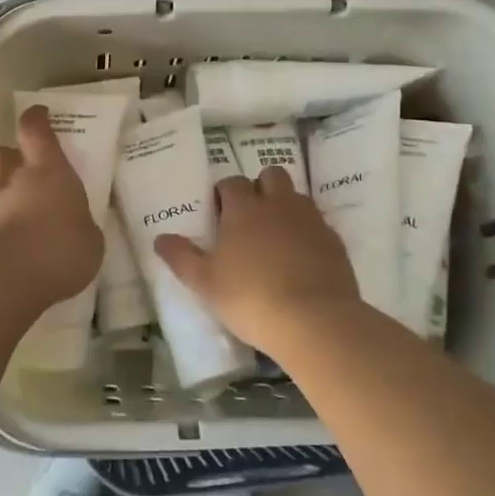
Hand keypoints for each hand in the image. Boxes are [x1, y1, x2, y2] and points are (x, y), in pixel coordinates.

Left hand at [0, 104, 102, 309]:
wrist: (9, 278)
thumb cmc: (61, 246)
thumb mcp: (90, 238)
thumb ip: (82, 226)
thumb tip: (78, 227)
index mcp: (49, 169)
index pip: (35, 130)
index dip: (36, 119)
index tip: (39, 114)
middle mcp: (16, 179)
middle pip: (4, 154)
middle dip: (13, 156)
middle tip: (27, 167)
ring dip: (4, 192)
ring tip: (21, 209)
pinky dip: (0, 225)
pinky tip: (15, 242)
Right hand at [154, 167, 360, 349]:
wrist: (315, 320)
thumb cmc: (250, 297)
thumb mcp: (205, 282)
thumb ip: (181, 257)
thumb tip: (160, 237)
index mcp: (244, 208)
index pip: (231, 182)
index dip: (224, 194)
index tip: (219, 214)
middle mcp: (278, 203)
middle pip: (270, 175)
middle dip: (260, 187)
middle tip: (250, 218)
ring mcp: (310, 219)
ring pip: (296, 196)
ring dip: (285, 206)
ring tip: (276, 237)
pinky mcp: (334, 240)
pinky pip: (318, 224)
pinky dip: (307, 232)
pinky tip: (301, 258)